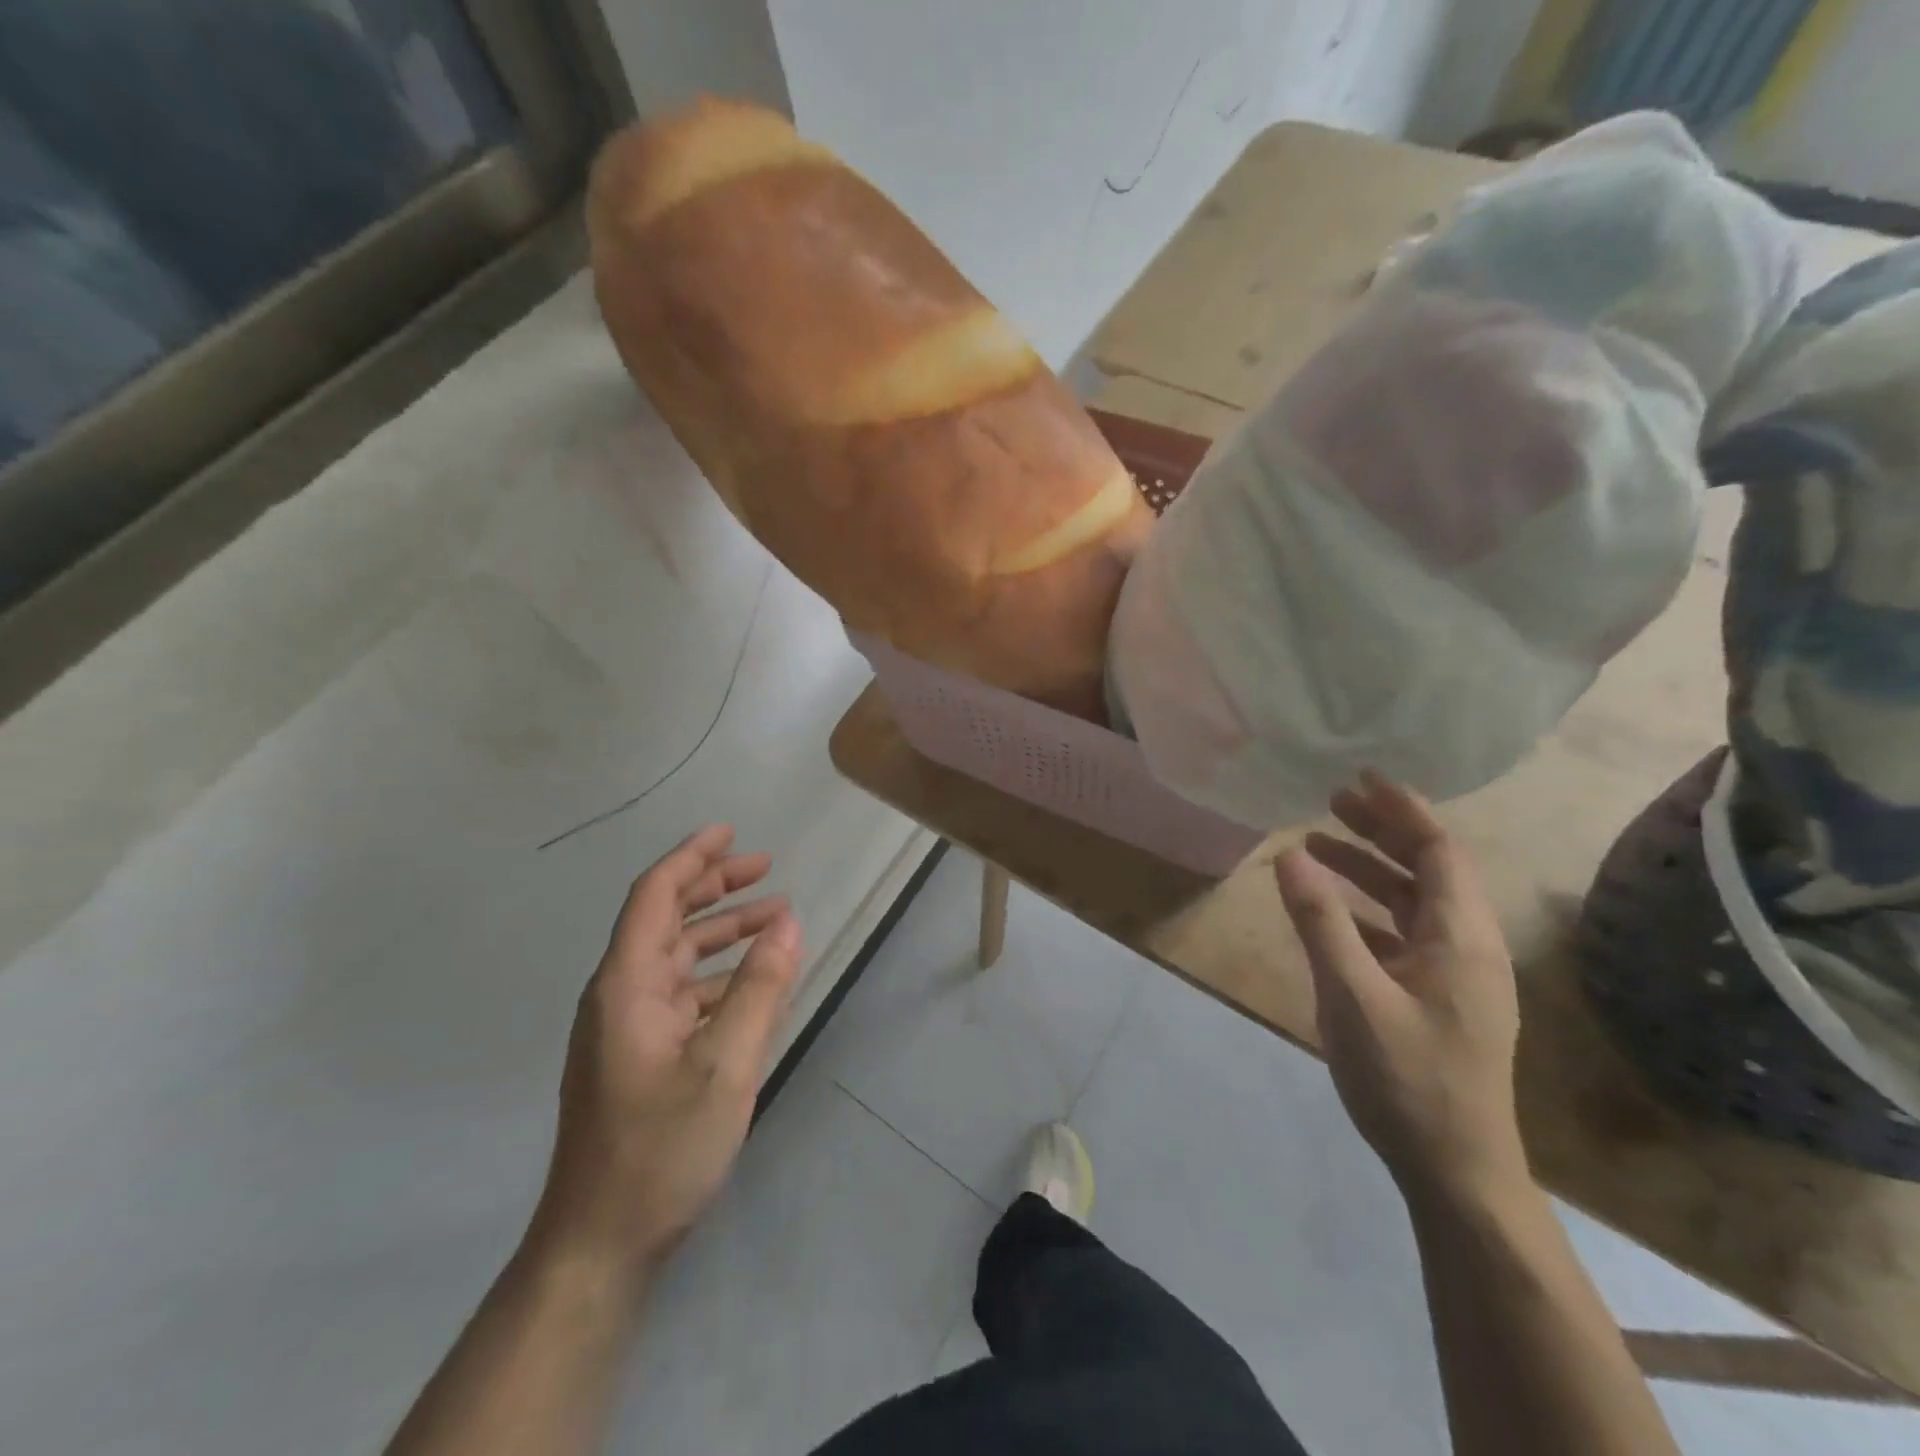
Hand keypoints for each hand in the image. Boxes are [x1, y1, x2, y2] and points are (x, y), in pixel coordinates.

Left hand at [529, 826, 801, 1285]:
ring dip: (722, 932)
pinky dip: (719, 975)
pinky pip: (682, 994)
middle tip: (766, 868)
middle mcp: (620, 996)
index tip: (731, 831)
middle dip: (714, 887)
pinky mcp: (638, 1058)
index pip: (655, 896)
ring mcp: (626, 1029)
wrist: (598, 1246)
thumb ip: (760, 988)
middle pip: (665, 920)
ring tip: (774, 918)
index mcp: (627, 985)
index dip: (692, 857)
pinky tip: (755, 984)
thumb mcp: (726, 1065)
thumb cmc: (660, 1149)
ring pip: (677, 958)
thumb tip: (788, 922)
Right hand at [1273, 773, 1526, 1206]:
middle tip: (1332, 802)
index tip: (1363, 778)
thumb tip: (1290, 853)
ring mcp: (1457, 977)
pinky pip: (1405, 933)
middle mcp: (1469, 947)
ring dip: (1372, 869)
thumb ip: (1320, 920)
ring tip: (1321, 844)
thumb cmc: (1408, 1078)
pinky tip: (1334, 912)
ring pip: (1415, 902)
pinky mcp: (1440, 1000)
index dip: (1403, 810)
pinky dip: (1370, 909)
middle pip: (1429, 870)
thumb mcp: (1352, 995)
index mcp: (1461, 938)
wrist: (1456, 1171)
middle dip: (1382, 831)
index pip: (1439, 852)